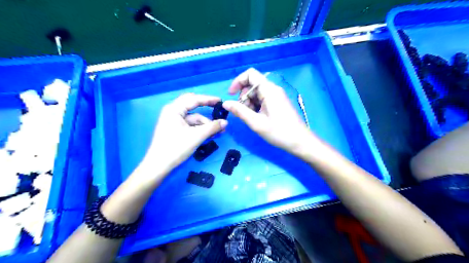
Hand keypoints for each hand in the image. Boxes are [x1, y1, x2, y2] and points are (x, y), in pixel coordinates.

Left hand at [145, 93, 229, 173]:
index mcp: (174, 109)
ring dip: (205, 122)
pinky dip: (199, 127)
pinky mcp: (174, 129)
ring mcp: (173, 120)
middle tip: (218, 111)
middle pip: (192, 105)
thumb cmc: (176, 148)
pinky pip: (189, 124)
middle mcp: (172, 111)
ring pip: (192, 116)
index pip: (194, 99)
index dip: (209, 99)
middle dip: (206, 108)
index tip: (221, 101)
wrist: (159, 166)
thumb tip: (226, 122)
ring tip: (217, 131)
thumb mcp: (197, 136)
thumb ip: (212, 127)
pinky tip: (208, 134)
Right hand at [222, 68, 314, 156]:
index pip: (250, 74)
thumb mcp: (256, 122)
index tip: (231, 95)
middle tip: (242, 112)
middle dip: (243, 96)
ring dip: (249, 103)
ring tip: (250, 118)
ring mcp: (276, 96)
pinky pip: (262, 99)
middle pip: (252, 85)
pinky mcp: (278, 102)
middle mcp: (273, 89)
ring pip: (256, 93)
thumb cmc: (279, 132)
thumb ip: (240, 111)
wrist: (300, 141)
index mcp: (269, 90)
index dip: (238, 81)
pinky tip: (257, 118)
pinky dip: (255, 106)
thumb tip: (225, 103)